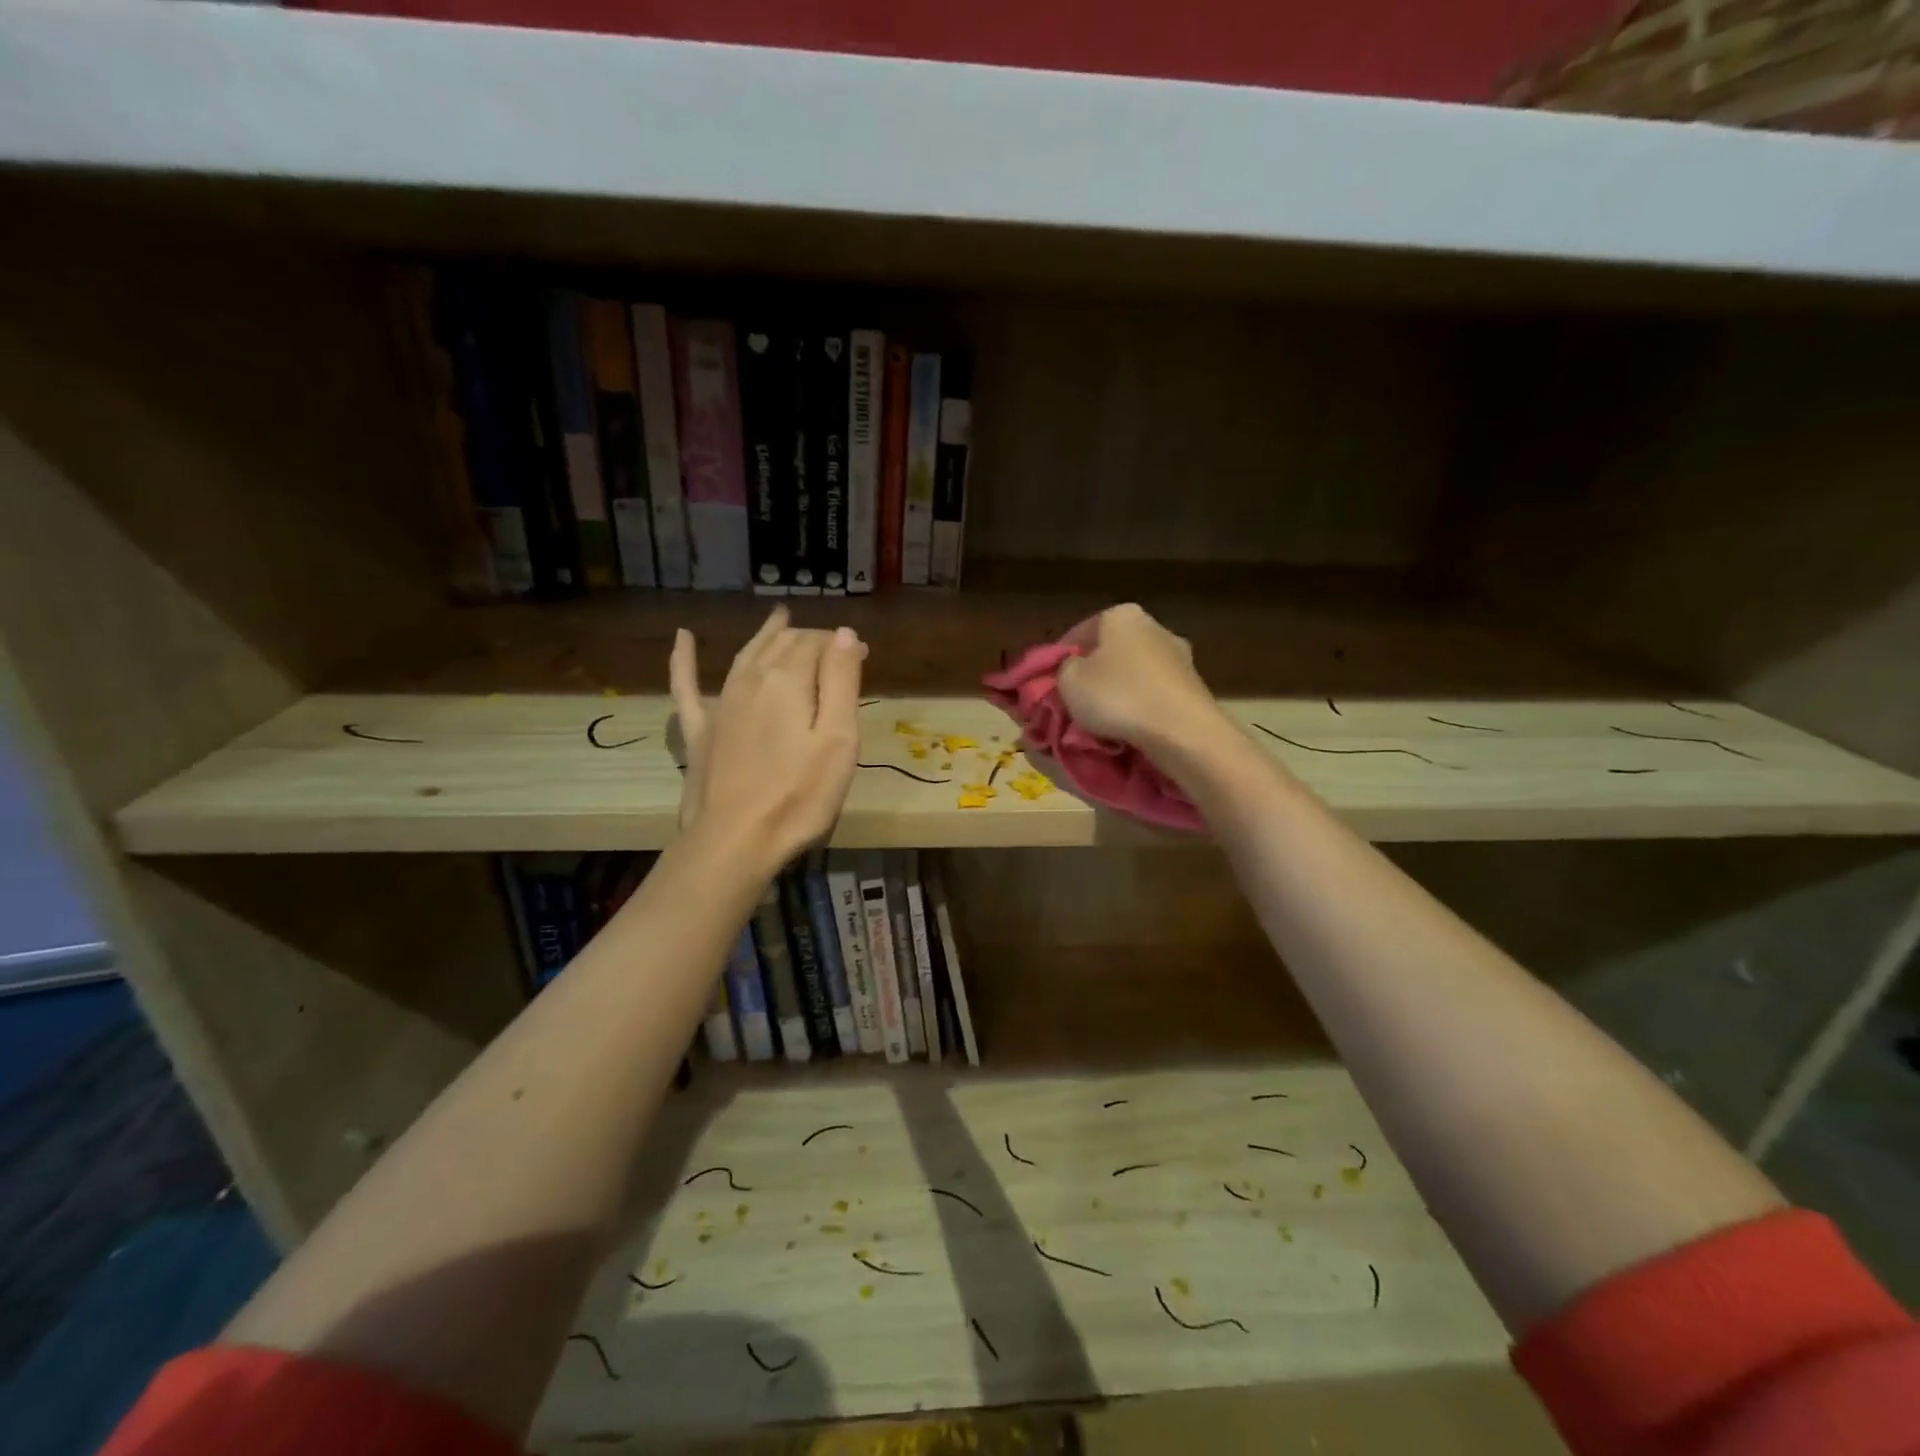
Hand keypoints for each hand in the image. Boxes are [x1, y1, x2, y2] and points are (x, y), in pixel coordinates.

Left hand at [669, 607, 865, 866]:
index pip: (818, 643)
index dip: (842, 645)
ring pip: (746, 655)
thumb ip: (841, 681)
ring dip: (766, 635)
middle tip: (835, 649)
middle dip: (811, 639)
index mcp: (789, 680)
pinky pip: (687, 686)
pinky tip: (684, 638)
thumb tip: (843, 633)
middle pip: (783, 645)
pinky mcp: (700, 731)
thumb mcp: (838, 739)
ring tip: (780, 618)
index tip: (863, 656)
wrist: (735, 841)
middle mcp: (751, 680)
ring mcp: (720, 704)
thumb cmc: (800, 794)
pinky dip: (685, 659)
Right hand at [1057, 604, 1233, 760]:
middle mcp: (1154, 626)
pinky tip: (1130, 726)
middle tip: (1074, 701)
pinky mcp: (1193, 685)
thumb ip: (1063, 669)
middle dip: (1092, 674)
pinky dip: (1140, 706)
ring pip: (1133, 673)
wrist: (1182, 731)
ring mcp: (1179, 656)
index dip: (1058, 659)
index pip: (1078, 633)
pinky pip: (1153, 693)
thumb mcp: (1069, 681)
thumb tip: (1073, 669)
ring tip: (1101, 719)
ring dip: (1117, 691)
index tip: (1049, 683)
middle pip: (1109, 651)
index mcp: (1121, 615)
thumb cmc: (1118, 696)